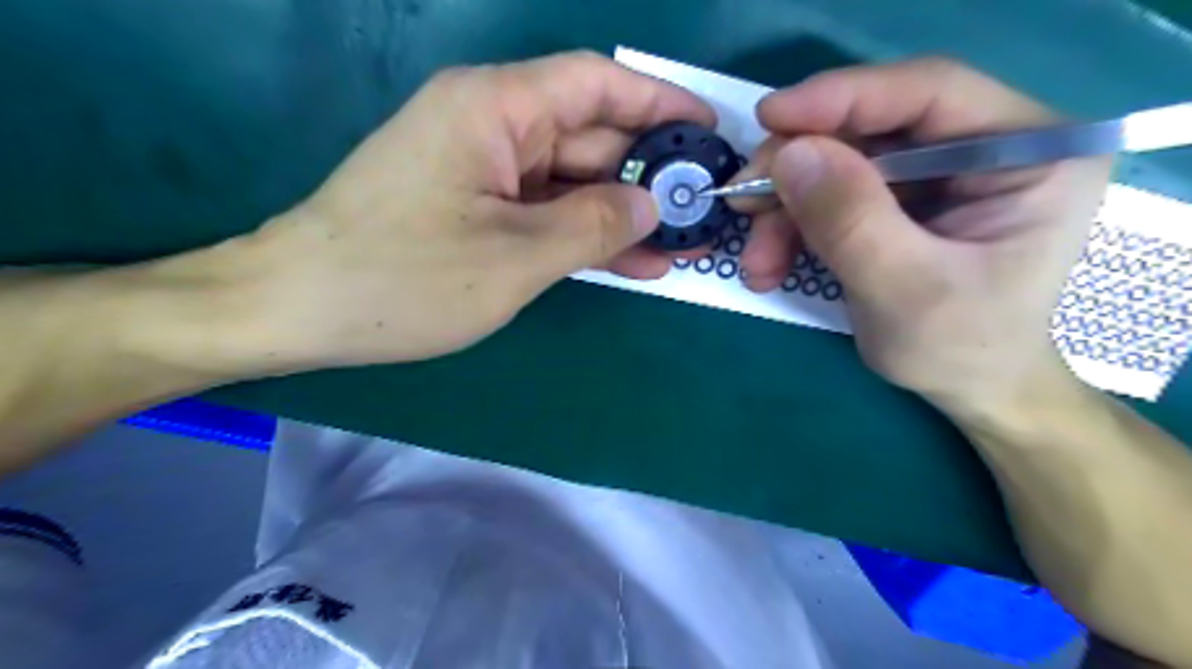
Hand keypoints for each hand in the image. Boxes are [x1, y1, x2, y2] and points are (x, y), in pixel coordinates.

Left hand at [238, 53, 709, 369]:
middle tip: (701, 211)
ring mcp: (482, 169)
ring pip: (570, 181)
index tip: (707, 133)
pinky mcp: (476, 206)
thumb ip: (592, 225)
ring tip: (678, 245)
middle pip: (589, 137)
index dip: (659, 105)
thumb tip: (650, 206)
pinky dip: (583, 233)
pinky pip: (544, 210)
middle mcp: (490, 125)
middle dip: (646, 176)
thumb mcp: (515, 257)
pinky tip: (630, 260)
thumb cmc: (402, 277)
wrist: (300, 309)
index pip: (597, 85)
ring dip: (620, 214)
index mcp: (495, 108)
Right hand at [731, 58, 1113, 411]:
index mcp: (1026, 152)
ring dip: (784, 211)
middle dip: (797, 169)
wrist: (965, 389)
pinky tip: (769, 266)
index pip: (930, 92)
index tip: (769, 117)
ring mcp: (935, 175)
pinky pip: (830, 197)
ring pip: (838, 165)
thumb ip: (851, 220)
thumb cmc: (960, 348)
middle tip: (743, 202)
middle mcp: (982, 148)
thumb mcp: (906, 289)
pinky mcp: (898, 202)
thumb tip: (788, 155)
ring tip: (756, 262)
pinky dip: (791, 229)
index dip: (843, 97)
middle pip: (870, 129)